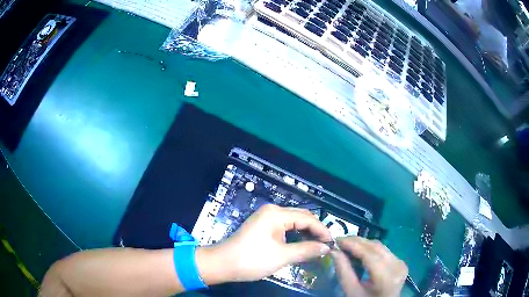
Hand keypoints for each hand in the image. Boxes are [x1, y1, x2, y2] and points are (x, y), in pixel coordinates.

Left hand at [201, 204, 331, 282]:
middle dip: (315, 230)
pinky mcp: (262, 226)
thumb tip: (326, 248)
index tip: (333, 243)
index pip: (307, 218)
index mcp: (277, 214)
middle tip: (326, 245)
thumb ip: (307, 250)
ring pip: (293, 222)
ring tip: (317, 246)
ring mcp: (265, 217)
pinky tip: (301, 244)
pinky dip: (295, 235)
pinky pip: (284, 227)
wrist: (222, 264)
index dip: (322, 230)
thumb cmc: (252, 259)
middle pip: (301, 217)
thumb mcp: (282, 256)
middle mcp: (272, 211)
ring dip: (305, 232)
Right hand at [332, 237, 407, 296]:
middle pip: (376, 247)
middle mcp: (397, 266)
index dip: (353, 245)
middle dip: (357, 242)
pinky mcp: (400, 262)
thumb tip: (334, 252)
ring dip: (363, 244)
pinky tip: (360, 250)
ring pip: (380, 247)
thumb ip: (343, 272)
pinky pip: (384, 251)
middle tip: (340, 240)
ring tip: (348, 244)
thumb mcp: (351, 292)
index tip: (337, 240)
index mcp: (386, 277)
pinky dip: (371, 249)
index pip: (369, 255)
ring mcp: (401, 263)